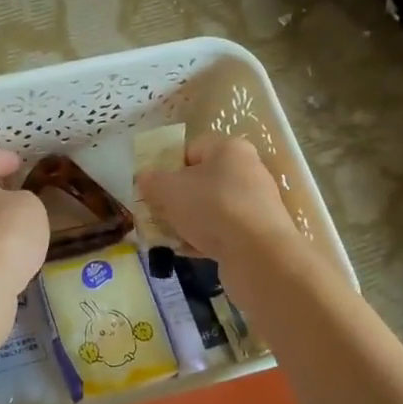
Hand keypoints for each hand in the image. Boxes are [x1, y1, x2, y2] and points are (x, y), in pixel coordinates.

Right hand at [137, 135, 295, 271]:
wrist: (258, 254)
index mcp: (229, 149)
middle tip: (155, 212)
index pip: (190, 149)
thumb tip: (144, 178)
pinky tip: (184, 250)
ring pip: (210, 208)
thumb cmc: (211, 207)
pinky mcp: (258, 233)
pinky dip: (203, 238)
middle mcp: (246, 171)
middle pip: (200, 180)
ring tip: (166, 235)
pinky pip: (222, 231)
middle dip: (175, 198)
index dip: (166, 166)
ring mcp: (254, 204)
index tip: (151, 187)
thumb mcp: (169, 189)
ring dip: (186, 221)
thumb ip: (151, 181)